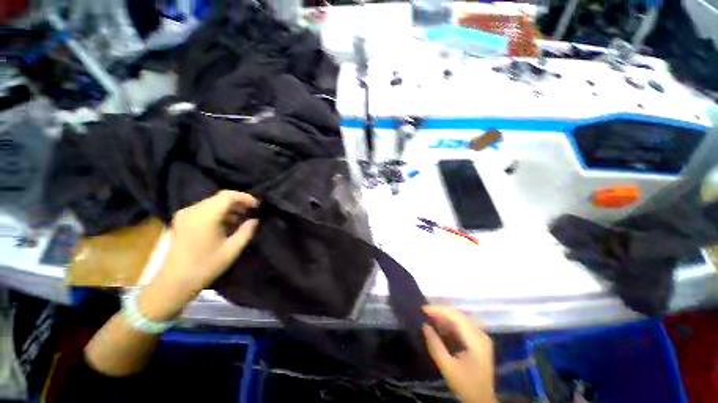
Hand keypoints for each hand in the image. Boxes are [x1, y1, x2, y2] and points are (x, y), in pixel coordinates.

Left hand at [139, 190, 259, 320]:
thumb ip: (246, 232)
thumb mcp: (232, 250)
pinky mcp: (182, 219)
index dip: (245, 197)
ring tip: (241, 219)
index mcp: (205, 217)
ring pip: (213, 202)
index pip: (228, 196)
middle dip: (238, 202)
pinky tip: (226, 223)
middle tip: (251, 212)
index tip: (257, 206)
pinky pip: (205, 208)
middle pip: (220, 197)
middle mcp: (193, 210)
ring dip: (229, 207)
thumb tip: (254, 220)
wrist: (174, 282)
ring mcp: (185, 214)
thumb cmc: (205, 267)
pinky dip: (218, 212)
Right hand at [423, 306, 496, 402]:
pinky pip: (462, 325)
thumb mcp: (447, 367)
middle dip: (440, 311)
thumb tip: (424, 326)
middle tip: (424, 312)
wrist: (482, 400)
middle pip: (458, 315)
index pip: (456, 316)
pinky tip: (439, 326)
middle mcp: (480, 333)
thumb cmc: (465, 385)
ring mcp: (480, 336)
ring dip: (443, 317)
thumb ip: (435, 345)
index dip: (439, 310)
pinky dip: (449, 323)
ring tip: (429, 317)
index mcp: (476, 340)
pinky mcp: (478, 340)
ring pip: (459, 318)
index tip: (423, 309)